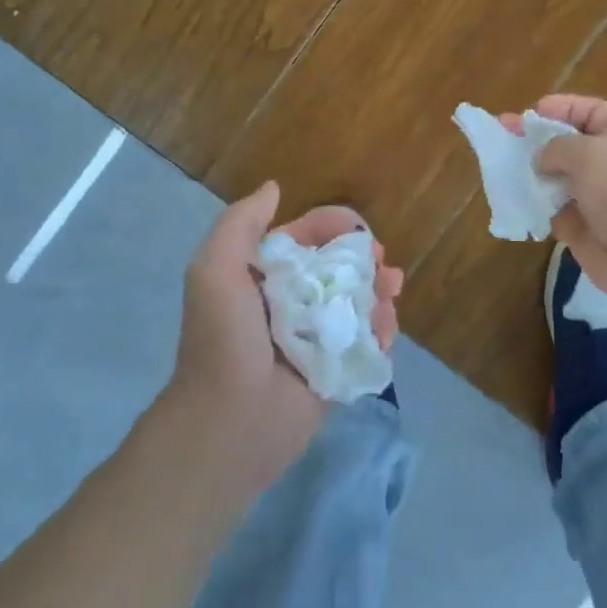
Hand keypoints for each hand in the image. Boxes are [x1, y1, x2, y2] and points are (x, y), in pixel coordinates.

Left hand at [168, 183, 402, 487]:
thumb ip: (241, 223)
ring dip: (379, 292)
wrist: (231, 420)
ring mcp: (317, 336)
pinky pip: (367, 340)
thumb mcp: (215, 268)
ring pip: (359, 301)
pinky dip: (382, 329)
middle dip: (366, 259)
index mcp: (264, 275)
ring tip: (391, 292)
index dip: (334, 226)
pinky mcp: (336, 368)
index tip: (359, 229)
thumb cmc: (224, 338)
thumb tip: (274, 187)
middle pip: (340, 267)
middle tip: (384, 265)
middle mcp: (292, 300)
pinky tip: (387, 326)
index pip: (306, 237)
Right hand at [511, 95, 606, 317]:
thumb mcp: (592, 153)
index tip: (527, 114)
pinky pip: (555, 212)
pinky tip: (513, 202)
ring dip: (532, 175)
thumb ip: (558, 147)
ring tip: (500, 169)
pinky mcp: (587, 230)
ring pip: (558, 180)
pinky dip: (536, 208)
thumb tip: (542, 160)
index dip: (558, 108)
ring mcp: (601, 199)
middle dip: (536, 141)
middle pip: (570, 145)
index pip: (589, 111)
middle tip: (501, 136)